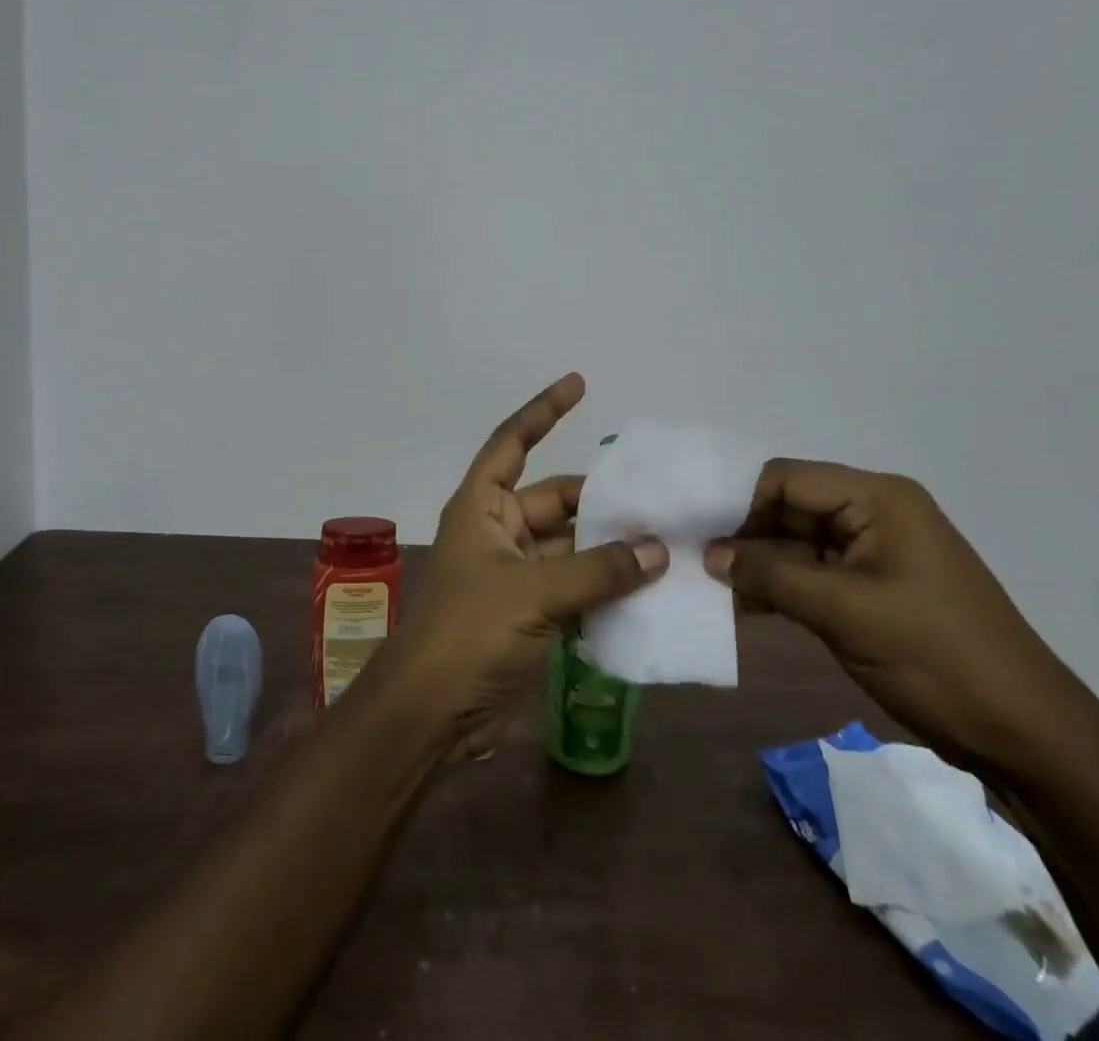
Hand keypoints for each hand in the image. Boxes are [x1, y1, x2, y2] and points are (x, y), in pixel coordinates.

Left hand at [384, 373, 667, 759]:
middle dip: (601, 500)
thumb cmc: (468, 634)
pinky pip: (575, 587)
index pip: (512, 443)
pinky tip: (649, 590)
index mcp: (481, 507)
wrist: (430, 714)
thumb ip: (597, 571)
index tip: (579, 384)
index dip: (543, 411)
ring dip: (610, 548)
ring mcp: (514, 574)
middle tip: (658, 498)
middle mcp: (497, 531)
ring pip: (571, 547)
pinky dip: (605, 588)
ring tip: (667, 541)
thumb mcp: (532, 593)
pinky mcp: (529, 614)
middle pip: (556, 500)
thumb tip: (657, 550)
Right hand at [705, 461, 1076, 773]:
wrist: (1025, 734)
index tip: (693, 530)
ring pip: (796, 541)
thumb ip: (771, 577)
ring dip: (757, 562)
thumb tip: (709, 555)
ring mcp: (873, 550)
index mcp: (876, 498)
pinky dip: (779, 585)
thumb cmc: (937, 657)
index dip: (736, 499)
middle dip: (742, 532)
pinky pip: (812, 571)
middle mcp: (873, 512)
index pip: (785, 478)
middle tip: (692, 559)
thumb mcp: (846, 613)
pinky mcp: (872, 586)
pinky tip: (742, 604)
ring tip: (708, 583)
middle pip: (788, 506)